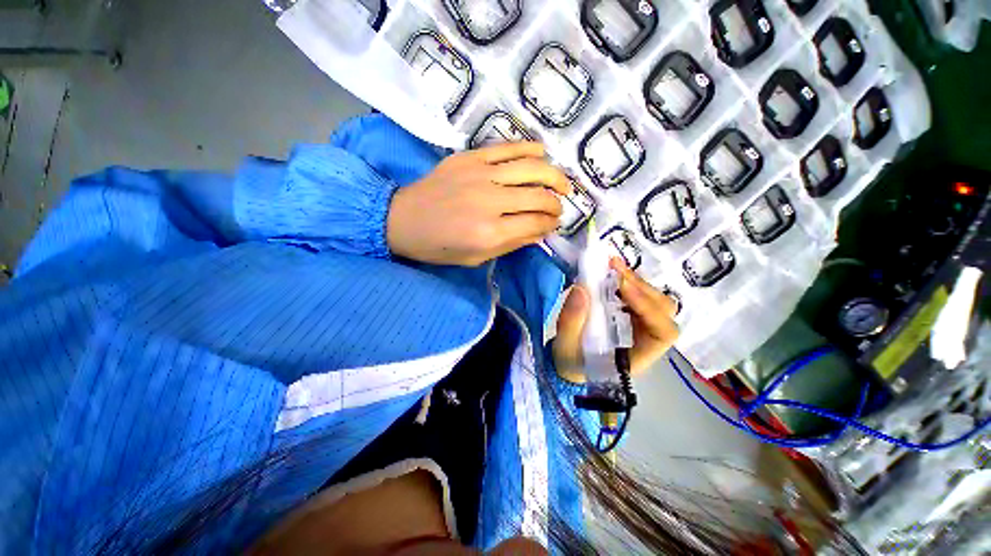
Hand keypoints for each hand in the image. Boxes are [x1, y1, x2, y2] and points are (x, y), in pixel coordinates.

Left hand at [386, 142, 571, 265]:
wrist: (403, 219)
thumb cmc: (439, 247)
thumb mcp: (477, 257)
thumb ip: (512, 243)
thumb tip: (541, 231)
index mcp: (490, 232)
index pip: (536, 223)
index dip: (551, 224)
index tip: (555, 224)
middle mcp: (490, 201)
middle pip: (539, 196)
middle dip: (556, 203)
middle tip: (559, 206)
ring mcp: (480, 174)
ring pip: (531, 168)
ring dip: (553, 175)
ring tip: (562, 183)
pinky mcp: (470, 157)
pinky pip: (508, 147)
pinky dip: (530, 148)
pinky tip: (542, 154)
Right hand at [553, 257, 679, 383]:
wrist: (569, 361)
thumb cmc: (570, 361)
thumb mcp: (565, 347)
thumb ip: (571, 322)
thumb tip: (581, 289)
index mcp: (638, 357)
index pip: (662, 332)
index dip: (648, 307)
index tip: (622, 287)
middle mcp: (646, 340)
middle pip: (662, 310)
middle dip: (639, 286)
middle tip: (613, 267)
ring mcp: (640, 325)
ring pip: (653, 299)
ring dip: (633, 280)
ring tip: (611, 265)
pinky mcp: (630, 314)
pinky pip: (637, 294)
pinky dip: (626, 281)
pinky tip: (610, 272)